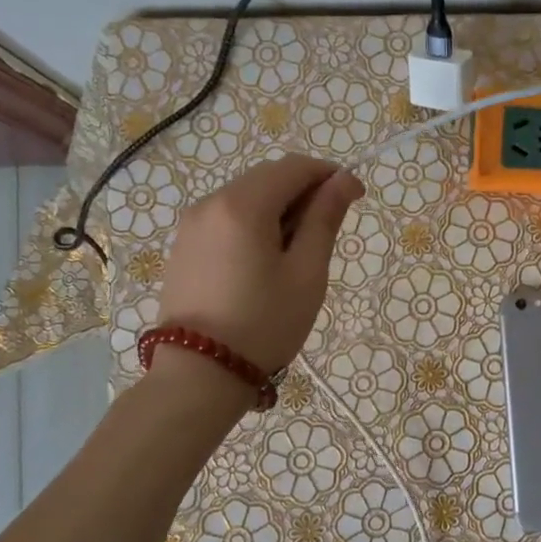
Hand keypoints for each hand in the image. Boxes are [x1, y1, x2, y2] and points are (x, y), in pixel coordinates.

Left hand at [157, 154, 364, 372]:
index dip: (330, 175)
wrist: (198, 375)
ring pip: (247, 196)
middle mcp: (211, 202)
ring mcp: (192, 224)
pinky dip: (255, 223)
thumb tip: (344, 179)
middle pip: (268, 177)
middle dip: (304, 191)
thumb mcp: (306, 272)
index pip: (295, 166)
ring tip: (297, 252)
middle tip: (327, 232)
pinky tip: (265, 261)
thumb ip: (325, 219)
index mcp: (243, 205)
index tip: (356, 198)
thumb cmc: (264, 323)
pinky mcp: (184, 246)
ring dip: (280, 208)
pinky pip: (227, 217)